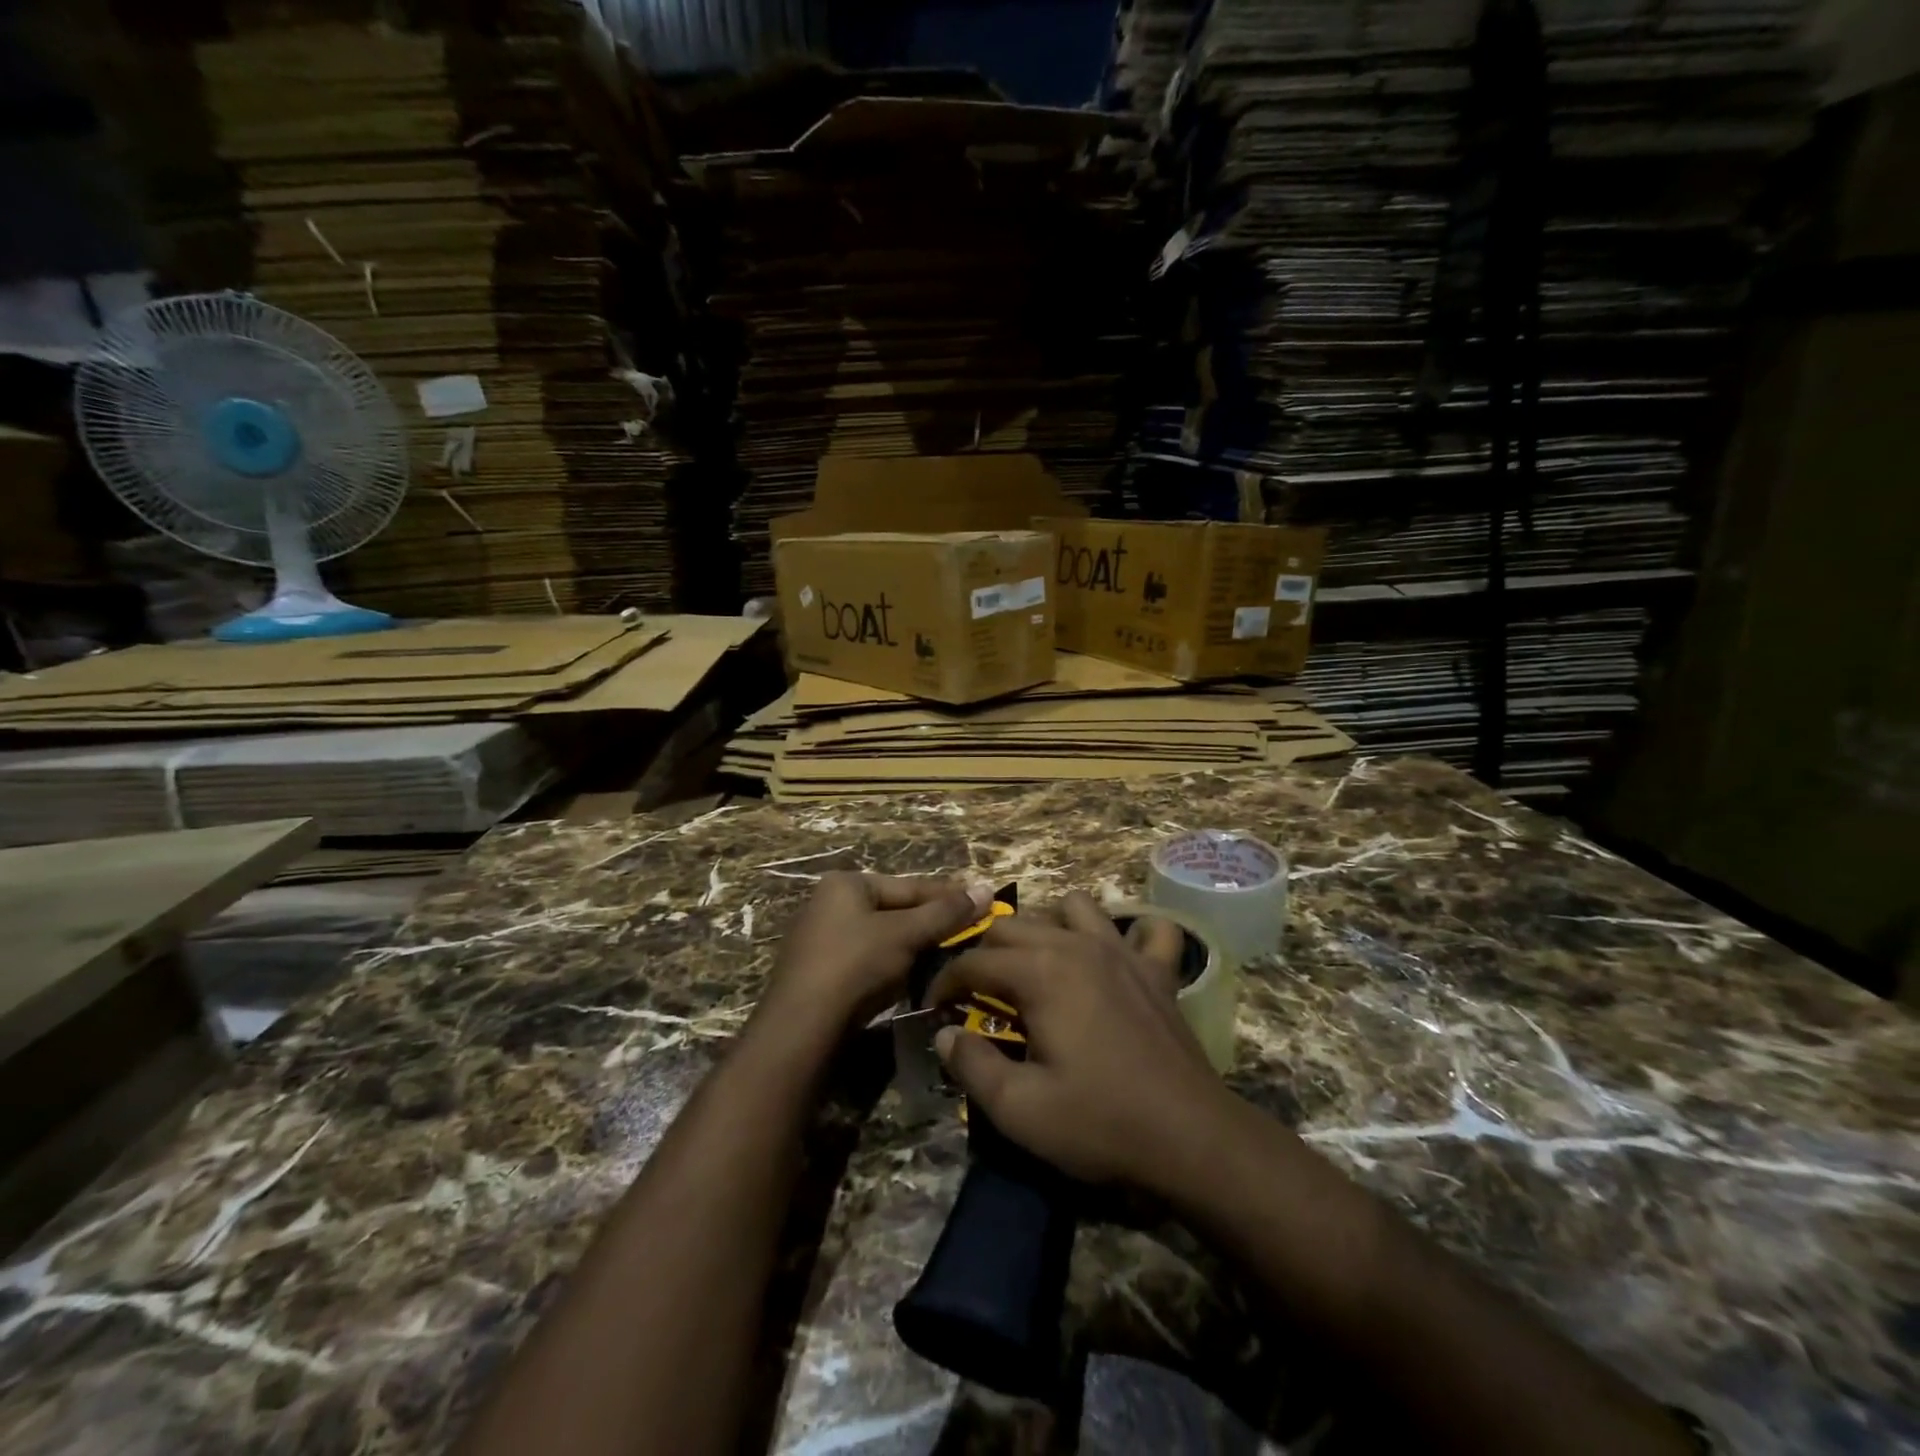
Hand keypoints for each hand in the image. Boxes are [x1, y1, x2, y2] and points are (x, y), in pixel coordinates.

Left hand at [761, 872, 986, 1037]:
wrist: (802, 1029)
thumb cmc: (855, 966)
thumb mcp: (905, 935)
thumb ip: (946, 913)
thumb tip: (987, 888)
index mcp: (846, 884)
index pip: (910, 886)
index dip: (949, 896)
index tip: (984, 903)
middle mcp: (830, 904)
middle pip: (896, 911)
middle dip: (932, 924)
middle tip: (973, 934)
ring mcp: (823, 940)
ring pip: (884, 938)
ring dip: (916, 948)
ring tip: (953, 957)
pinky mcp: (823, 974)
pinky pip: (870, 961)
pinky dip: (895, 967)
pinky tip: (917, 979)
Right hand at [928, 891, 1231, 1190]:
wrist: (1191, 1140)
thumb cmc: (1099, 1123)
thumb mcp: (1019, 1109)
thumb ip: (972, 1065)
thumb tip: (945, 1034)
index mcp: (1040, 972)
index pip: (974, 961)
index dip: (945, 983)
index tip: (935, 1011)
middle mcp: (1078, 946)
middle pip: (1014, 925)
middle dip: (985, 952)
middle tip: (978, 994)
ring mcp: (1124, 952)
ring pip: (1074, 907)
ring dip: (1049, 926)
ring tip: (1039, 965)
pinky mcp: (1158, 971)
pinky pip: (1149, 929)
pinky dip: (1131, 933)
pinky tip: (1118, 958)